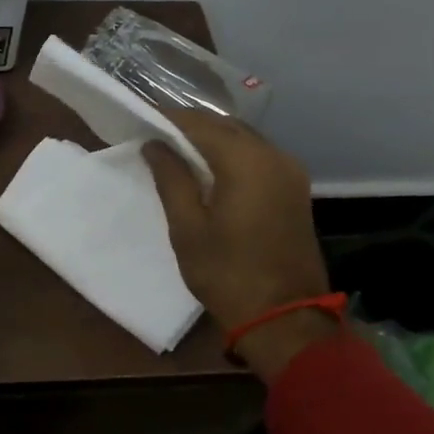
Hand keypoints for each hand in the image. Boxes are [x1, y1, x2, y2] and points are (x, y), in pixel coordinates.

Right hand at [142, 112, 336, 379]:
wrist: (284, 317)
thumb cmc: (227, 273)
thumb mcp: (187, 228)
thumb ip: (171, 179)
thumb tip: (154, 144)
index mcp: (246, 162)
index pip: (200, 124)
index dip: (168, 117)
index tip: (139, 116)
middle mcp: (274, 156)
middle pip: (225, 126)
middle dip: (189, 125)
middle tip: (153, 132)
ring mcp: (290, 171)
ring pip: (244, 138)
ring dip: (211, 138)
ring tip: (175, 149)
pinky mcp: (295, 188)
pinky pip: (258, 156)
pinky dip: (230, 153)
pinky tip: (207, 168)